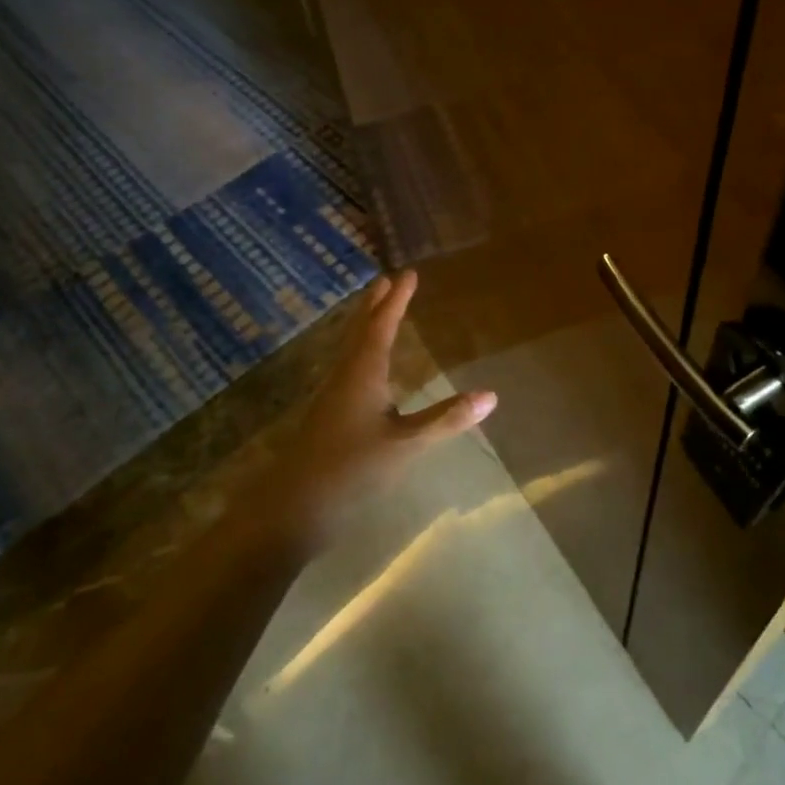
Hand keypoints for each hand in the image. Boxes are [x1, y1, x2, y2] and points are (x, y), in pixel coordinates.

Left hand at [267, 270, 496, 540]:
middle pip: (359, 330)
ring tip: (376, 311)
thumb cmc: (351, 470)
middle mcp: (345, 376)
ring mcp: (332, 396)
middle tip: (385, 280)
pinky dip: (360, 350)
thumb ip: (446, 420)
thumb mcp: (406, 445)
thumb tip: (490, 395)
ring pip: (350, 348)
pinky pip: (348, 366)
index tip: (408, 274)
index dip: (397, 300)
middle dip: (375, 305)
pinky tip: (364, 367)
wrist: (293, 510)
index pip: (382, 326)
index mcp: (363, 373)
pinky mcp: (327, 415)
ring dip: (364, 325)